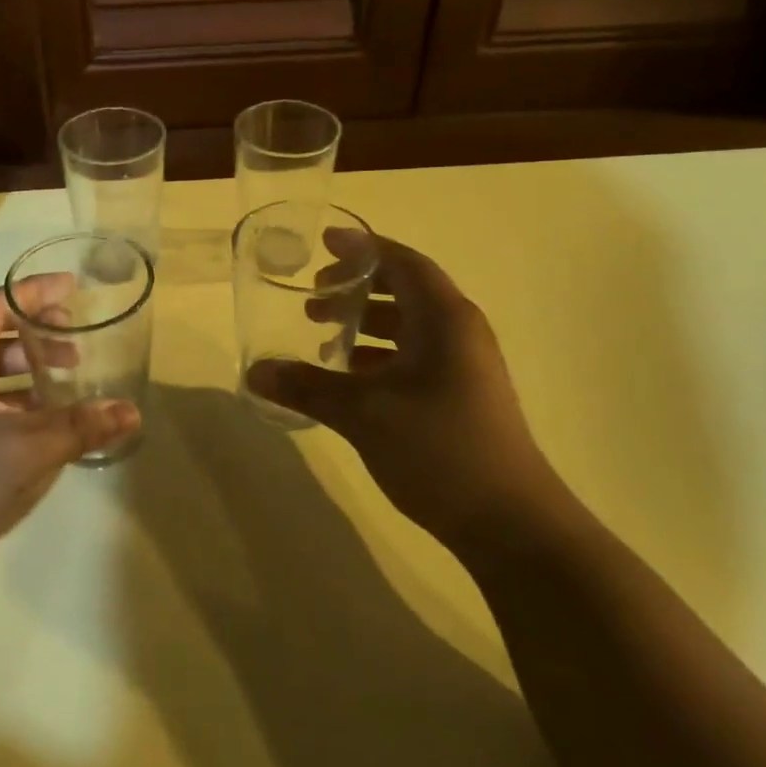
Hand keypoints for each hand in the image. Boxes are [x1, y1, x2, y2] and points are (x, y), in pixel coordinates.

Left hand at [0, 283, 139, 590]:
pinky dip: (6, 388)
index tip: (74, 286)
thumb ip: (80, 426)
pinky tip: (39, 408)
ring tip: (65, 370)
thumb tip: (132, 412)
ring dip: (21, 359)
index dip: (35, 292)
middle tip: (71, 331)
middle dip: (30, 324)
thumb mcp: (24, 451)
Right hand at [247, 232, 557, 551]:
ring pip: (409, 325)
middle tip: (313, 297)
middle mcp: (460, 331)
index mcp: (445, 319)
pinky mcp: (462, 395)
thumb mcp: (364, 414)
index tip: (323, 244)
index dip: (361, 248)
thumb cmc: (440, 450)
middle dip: (357, 287)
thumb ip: (308, 387)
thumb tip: (254, 372)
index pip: (402, 262)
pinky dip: (380, 355)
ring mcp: (465, 365)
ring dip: (366, 322)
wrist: (511, 523)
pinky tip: (350, 377)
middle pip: (405, 289)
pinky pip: (415, 355)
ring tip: (323, 335)